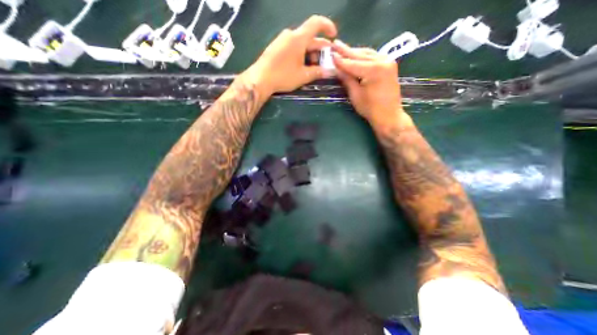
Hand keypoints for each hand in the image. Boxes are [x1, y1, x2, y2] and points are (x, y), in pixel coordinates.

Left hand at [241, 16, 334, 96]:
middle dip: (319, 48)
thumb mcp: (303, 76)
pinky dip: (301, 53)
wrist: (260, 79)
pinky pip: (292, 46)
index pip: (316, 23)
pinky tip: (301, 65)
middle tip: (326, 60)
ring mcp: (282, 40)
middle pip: (309, 36)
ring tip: (313, 66)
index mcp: (298, 38)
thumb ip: (317, 72)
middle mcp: (290, 35)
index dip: (327, 26)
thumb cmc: (283, 76)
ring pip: (301, 43)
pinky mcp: (276, 47)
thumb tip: (329, 71)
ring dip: (310, 52)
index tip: (333, 35)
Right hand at [331, 39, 405, 127]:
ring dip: (355, 52)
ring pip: (367, 53)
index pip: (352, 63)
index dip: (340, 59)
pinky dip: (363, 56)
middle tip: (335, 44)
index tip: (330, 53)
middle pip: (360, 55)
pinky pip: (373, 57)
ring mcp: (388, 61)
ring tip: (343, 49)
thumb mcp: (355, 95)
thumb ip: (347, 79)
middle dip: (347, 51)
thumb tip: (337, 69)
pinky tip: (356, 56)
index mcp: (374, 70)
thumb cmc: (370, 109)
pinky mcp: (389, 65)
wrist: (389, 115)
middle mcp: (383, 61)